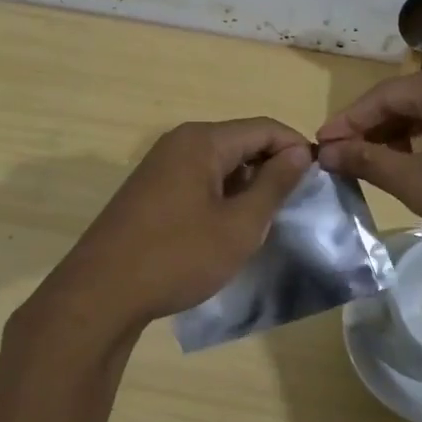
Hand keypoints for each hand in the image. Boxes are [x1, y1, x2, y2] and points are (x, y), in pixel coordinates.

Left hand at [32, 118, 313, 341]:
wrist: (102, 293)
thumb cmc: (178, 256)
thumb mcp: (239, 225)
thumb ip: (274, 184)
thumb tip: (298, 151)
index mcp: (203, 141)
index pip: (264, 128)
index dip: (296, 148)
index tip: (320, 179)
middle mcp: (179, 142)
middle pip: (240, 141)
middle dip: (272, 166)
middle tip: (296, 203)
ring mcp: (159, 165)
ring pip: (219, 162)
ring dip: (246, 183)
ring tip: (266, 218)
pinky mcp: (149, 189)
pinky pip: (197, 178)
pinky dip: (221, 194)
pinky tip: (228, 226)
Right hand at [316, 60, 421, 276]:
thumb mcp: (421, 184)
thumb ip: (370, 161)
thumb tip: (328, 151)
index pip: (384, 95)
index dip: (348, 122)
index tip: (321, 146)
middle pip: (411, 98)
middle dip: (376, 129)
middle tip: (346, 159)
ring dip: (405, 134)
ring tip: (380, 165)